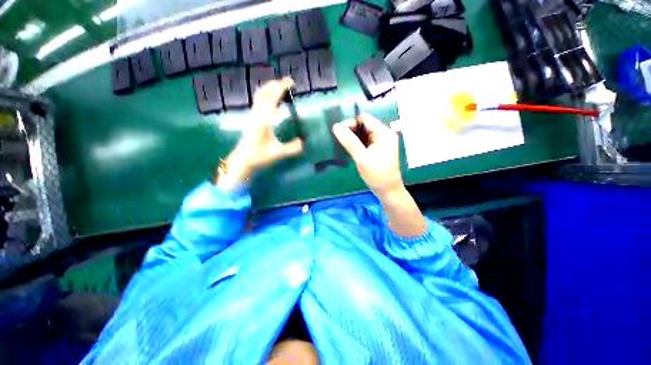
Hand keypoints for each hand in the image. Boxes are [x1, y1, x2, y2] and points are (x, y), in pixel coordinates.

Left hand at [217, 78, 303, 184]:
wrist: (242, 159)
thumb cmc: (259, 156)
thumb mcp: (277, 153)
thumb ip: (291, 148)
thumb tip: (303, 143)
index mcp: (264, 121)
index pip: (272, 99)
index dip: (281, 88)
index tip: (291, 83)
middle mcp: (257, 115)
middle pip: (264, 93)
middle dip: (276, 85)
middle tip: (287, 83)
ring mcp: (253, 116)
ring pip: (259, 96)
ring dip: (269, 89)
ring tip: (280, 87)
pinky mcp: (252, 119)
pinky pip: (258, 102)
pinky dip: (265, 96)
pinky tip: (271, 100)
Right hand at [332, 114, 403, 197]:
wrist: (388, 191)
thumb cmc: (377, 175)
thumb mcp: (362, 158)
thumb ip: (349, 141)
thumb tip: (336, 127)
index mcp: (384, 133)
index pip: (365, 119)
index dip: (350, 122)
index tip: (338, 132)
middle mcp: (384, 134)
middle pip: (364, 125)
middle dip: (351, 130)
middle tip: (338, 138)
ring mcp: (381, 142)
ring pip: (363, 133)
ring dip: (352, 137)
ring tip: (341, 143)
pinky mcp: (378, 149)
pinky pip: (365, 141)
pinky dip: (356, 143)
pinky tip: (348, 147)